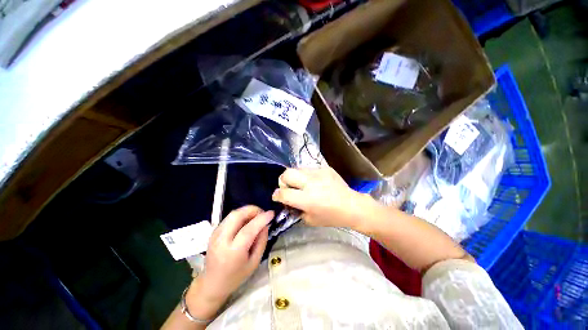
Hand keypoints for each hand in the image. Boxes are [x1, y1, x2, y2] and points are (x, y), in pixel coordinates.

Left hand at [187, 206, 272, 318]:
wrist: (212, 284)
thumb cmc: (236, 276)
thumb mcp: (254, 262)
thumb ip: (261, 241)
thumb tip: (265, 224)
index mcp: (233, 252)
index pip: (248, 230)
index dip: (261, 219)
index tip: (272, 213)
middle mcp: (221, 240)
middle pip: (236, 215)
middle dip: (252, 210)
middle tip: (262, 213)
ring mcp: (215, 234)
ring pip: (232, 214)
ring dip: (247, 211)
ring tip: (256, 216)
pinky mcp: (214, 232)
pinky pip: (229, 217)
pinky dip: (240, 215)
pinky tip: (246, 221)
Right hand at [272, 167, 367, 228]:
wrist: (352, 206)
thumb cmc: (331, 217)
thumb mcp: (310, 220)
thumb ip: (295, 210)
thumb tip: (287, 201)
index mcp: (307, 199)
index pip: (283, 193)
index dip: (276, 195)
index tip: (277, 197)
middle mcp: (311, 183)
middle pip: (286, 174)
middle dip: (282, 181)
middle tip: (288, 188)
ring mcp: (318, 173)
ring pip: (297, 169)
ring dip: (295, 177)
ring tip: (302, 185)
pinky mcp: (325, 168)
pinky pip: (309, 169)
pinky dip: (307, 176)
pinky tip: (315, 183)